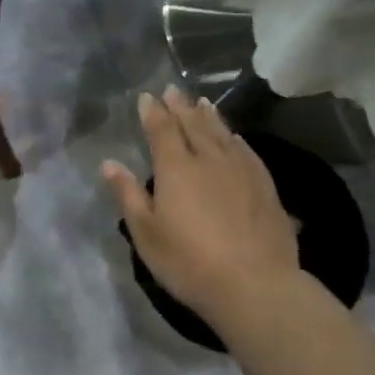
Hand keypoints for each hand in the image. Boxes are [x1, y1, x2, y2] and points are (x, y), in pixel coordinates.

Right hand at [102, 88, 301, 325]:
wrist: (254, 284)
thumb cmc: (189, 262)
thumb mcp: (147, 234)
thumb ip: (128, 195)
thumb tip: (109, 163)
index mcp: (177, 168)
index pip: (162, 130)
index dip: (153, 112)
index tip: (147, 96)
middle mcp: (210, 159)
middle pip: (193, 124)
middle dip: (180, 106)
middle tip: (173, 90)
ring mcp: (242, 169)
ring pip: (222, 133)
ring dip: (209, 116)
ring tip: (201, 103)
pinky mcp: (265, 185)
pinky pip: (246, 150)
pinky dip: (235, 138)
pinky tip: (235, 137)